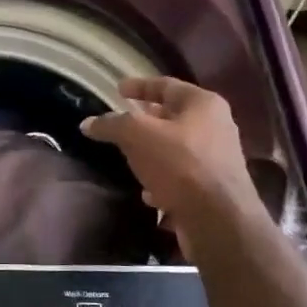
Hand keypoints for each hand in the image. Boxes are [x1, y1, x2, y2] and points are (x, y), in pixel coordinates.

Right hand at [81, 77, 257, 250]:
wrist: (218, 220)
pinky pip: (182, 177)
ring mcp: (217, 160)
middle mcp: (216, 127)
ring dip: (152, 152)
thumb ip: (112, 125)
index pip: (166, 85)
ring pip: (176, 149)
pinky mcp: (213, 189)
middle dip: (146, 121)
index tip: (118, 89)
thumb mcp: (138, 136)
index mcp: (203, 104)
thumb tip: (88, 124)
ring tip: (129, 158)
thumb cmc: (180, 165)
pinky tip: (148, 194)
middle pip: (173, 117)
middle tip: (122, 123)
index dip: (139, 86)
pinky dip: (163, 180)